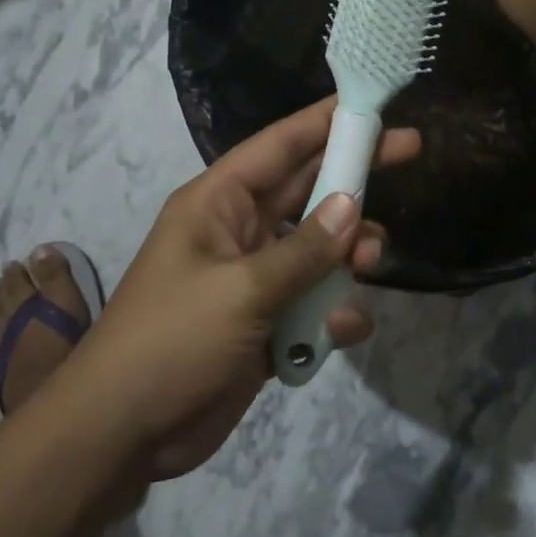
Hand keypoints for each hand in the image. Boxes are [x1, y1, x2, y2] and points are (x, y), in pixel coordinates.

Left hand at [69, 99, 419, 480]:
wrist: (123, 433)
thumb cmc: (172, 340)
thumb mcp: (241, 290)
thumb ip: (303, 251)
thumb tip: (352, 207)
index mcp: (218, 204)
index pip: (278, 146)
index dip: (324, 121)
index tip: (371, 103)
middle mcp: (238, 232)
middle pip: (307, 190)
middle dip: (354, 175)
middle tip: (412, 148)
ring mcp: (253, 280)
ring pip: (317, 249)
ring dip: (349, 253)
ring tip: (372, 262)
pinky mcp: (265, 325)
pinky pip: (312, 305)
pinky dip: (333, 314)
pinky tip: (345, 330)